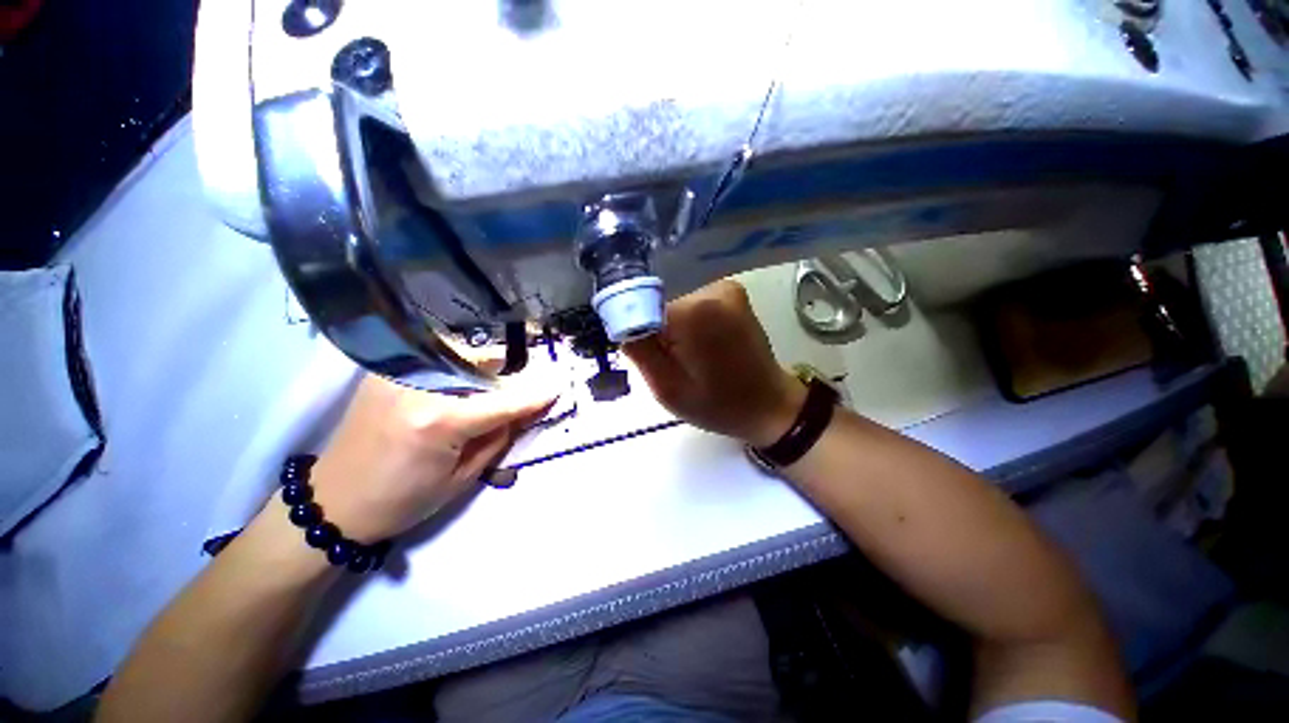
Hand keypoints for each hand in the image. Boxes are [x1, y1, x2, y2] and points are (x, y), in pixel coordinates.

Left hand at [307, 374, 556, 542]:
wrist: (332, 502)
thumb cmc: (402, 500)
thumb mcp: (463, 478)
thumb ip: (498, 437)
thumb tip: (523, 410)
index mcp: (441, 421)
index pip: (504, 401)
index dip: (535, 395)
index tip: (557, 388)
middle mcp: (420, 386)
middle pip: (484, 363)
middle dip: (508, 375)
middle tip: (520, 388)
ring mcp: (398, 373)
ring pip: (461, 356)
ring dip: (483, 370)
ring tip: (488, 389)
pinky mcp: (384, 371)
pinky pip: (436, 359)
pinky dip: (456, 368)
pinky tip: (458, 385)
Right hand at [625, 280, 805, 446]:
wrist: (768, 405)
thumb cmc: (717, 404)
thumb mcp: (666, 388)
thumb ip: (638, 349)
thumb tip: (619, 320)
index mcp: (694, 313)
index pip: (641, 312)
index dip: (640, 336)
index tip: (650, 359)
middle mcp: (711, 290)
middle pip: (660, 307)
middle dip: (659, 334)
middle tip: (673, 365)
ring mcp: (726, 288)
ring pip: (676, 307)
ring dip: (676, 331)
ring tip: (693, 358)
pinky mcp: (733, 293)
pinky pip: (694, 306)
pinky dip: (692, 325)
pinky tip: (705, 347)